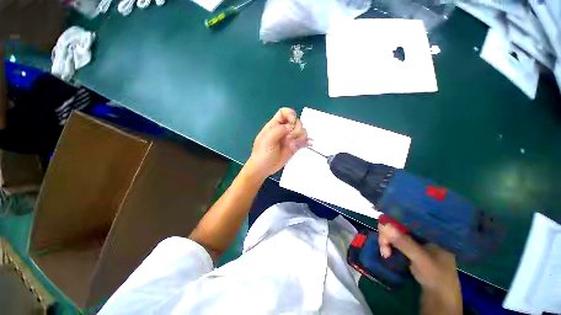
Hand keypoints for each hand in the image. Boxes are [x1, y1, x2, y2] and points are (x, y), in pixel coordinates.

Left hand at [246, 108, 308, 177]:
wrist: (264, 168)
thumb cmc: (263, 153)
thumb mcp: (267, 139)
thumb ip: (279, 129)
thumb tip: (291, 127)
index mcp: (275, 125)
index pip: (285, 112)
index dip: (290, 114)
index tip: (291, 124)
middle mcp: (284, 130)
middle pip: (297, 122)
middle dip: (296, 130)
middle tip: (288, 140)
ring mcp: (290, 139)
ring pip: (302, 131)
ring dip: (300, 138)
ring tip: (292, 146)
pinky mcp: (294, 147)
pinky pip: (304, 141)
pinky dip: (307, 142)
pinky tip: (308, 144)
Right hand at [378, 223, 461, 314]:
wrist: (440, 299)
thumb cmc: (436, 277)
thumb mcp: (421, 259)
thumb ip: (404, 242)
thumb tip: (384, 224)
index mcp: (430, 233)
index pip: (408, 219)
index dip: (394, 219)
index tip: (382, 226)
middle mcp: (422, 235)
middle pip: (399, 226)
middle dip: (388, 235)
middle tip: (384, 247)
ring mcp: (416, 243)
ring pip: (395, 234)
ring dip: (387, 242)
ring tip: (385, 254)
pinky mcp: (410, 251)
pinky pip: (395, 243)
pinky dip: (389, 246)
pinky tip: (387, 253)